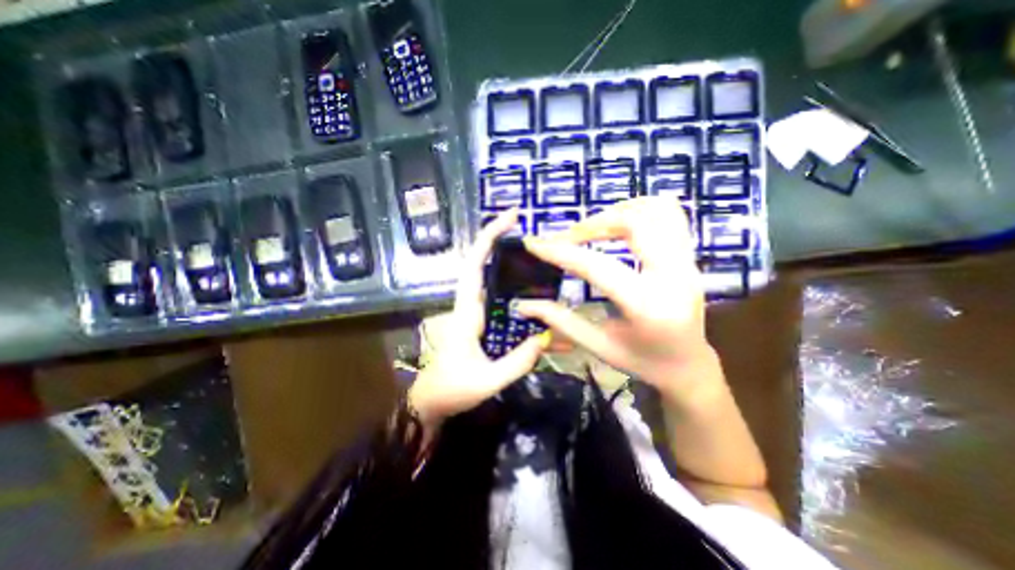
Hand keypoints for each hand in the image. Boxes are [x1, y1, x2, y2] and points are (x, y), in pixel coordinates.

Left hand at [407, 209, 545, 428]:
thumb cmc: (453, 389)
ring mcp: (471, 310)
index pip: (475, 266)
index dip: (489, 238)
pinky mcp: (476, 319)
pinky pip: (491, 292)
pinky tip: (523, 282)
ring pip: (484, 275)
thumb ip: (517, 362)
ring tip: (527, 248)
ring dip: (501, 256)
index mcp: (467, 312)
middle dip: (495, 238)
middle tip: (520, 223)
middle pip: (479, 262)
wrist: (431, 400)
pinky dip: (503, 279)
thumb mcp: (488, 381)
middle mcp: (467, 304)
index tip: (509, 218)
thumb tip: (544, 338)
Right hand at [519, 199, 715, 398]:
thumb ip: (561, 321)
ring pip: (655, 210)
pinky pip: (670, 214)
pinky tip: (619, 225)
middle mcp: (674, 277)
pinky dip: (640, 209)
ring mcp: (687, 262)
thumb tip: (524, 305)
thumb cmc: (642, 362)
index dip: (561, 252)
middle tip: (567, 237)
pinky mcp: (690, 256)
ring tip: (591, 228)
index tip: (534, 243)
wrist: (689, 366)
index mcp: (647, 307)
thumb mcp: (598, 346)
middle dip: (591, 224)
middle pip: (633, 223)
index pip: (597, 267)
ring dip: (616, 212)